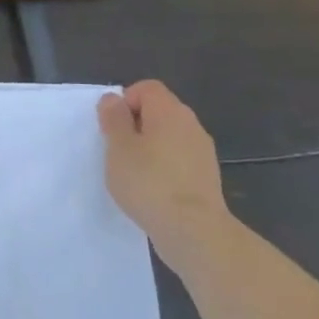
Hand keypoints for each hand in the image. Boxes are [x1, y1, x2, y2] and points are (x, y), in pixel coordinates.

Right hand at [97, 81, 230, 265]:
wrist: (193, 230)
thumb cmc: (149, 182)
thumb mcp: (118, 147)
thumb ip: (113, 118)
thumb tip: (113, 99)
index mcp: (169, 111)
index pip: (146, 88)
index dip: (125, 101)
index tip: (112, 128)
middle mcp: (191, 125)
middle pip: (159, 111)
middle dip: (135, 125)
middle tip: (117, 150)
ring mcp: (202, 151)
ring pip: (169, 137)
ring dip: (149, 148)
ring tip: (132, 174)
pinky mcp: (206, 177)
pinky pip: (178, 160)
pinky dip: (163, 167)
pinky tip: (151, 190)